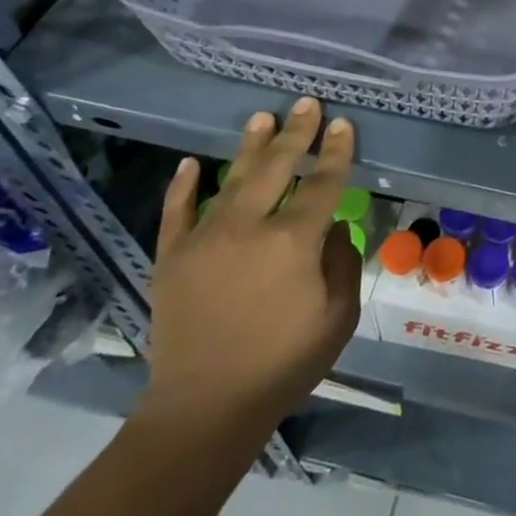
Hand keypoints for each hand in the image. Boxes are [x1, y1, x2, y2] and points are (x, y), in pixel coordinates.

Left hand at [137, 100, 360, 446]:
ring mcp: (205, 238)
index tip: (342, 125)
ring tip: (262, 117)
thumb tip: (332, 229)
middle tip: (307, 103)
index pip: (323, 182)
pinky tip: (191, 162)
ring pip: (232, 178)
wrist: (204, 412)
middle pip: (278, 166)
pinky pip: (177, 212)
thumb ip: (343, 264)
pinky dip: (184, 185)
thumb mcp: (338, 317)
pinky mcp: (172, 258)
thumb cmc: (282, 365)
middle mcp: (250, 227)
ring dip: (250, 146)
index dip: (336, 151)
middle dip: (296, 132)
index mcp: (294, 241)